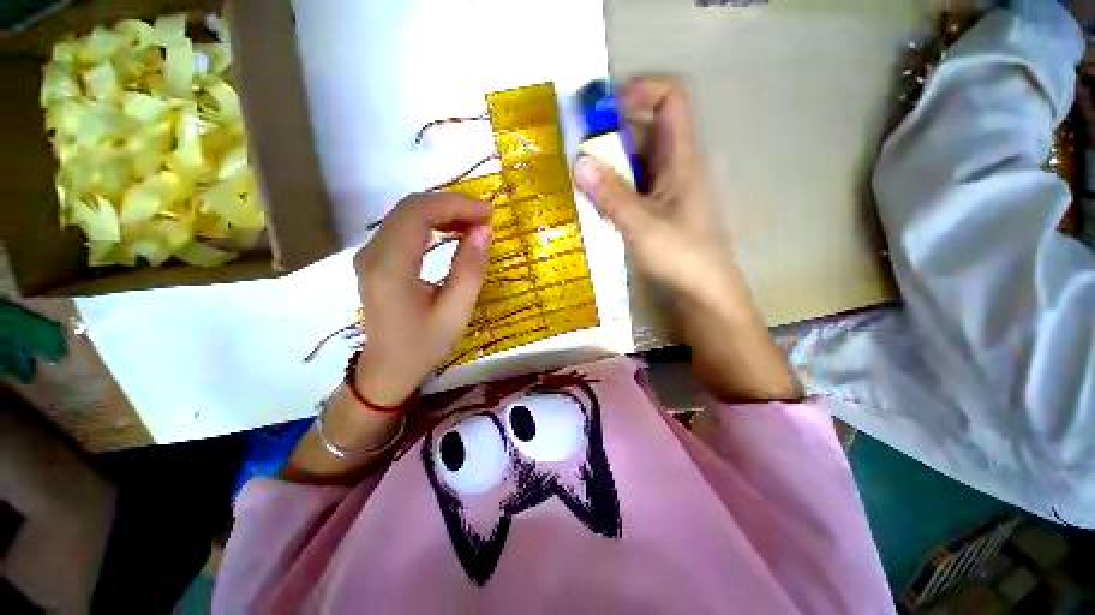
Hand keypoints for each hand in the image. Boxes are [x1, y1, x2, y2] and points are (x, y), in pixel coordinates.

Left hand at [353, 193, 491, 405]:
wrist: (387, 370)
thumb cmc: (423, 347)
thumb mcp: (455, 314)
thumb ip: (470, 270)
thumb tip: (484, 230)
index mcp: (390, 268)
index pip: (419, 214)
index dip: (456, 205)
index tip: (489, 214)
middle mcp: (373, 253)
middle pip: (410, 207)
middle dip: (452, 205)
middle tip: (485, 218)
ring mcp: (370, 254)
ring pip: (406, 214)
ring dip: (442, 212)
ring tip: (474, 224)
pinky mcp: (375, 259)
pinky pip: (403, 227)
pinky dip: (431, 223)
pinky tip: (452, 232)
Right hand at [574, 78, 800, 401]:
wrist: (704, 294)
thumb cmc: (681, 256)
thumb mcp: (641, 224)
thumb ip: (610, 194)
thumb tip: (578, 162)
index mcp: (682, 159)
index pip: (671, 100)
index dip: (640, 92)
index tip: (603, 109)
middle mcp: (676, 168)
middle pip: (646, 131)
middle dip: (612, 133)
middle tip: (578, 149)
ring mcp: (667, 191)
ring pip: (637, 162)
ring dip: (609, 165)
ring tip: (580, 178)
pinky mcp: (659, 211)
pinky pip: (634, 187)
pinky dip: (614, 189)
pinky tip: (596, 204)